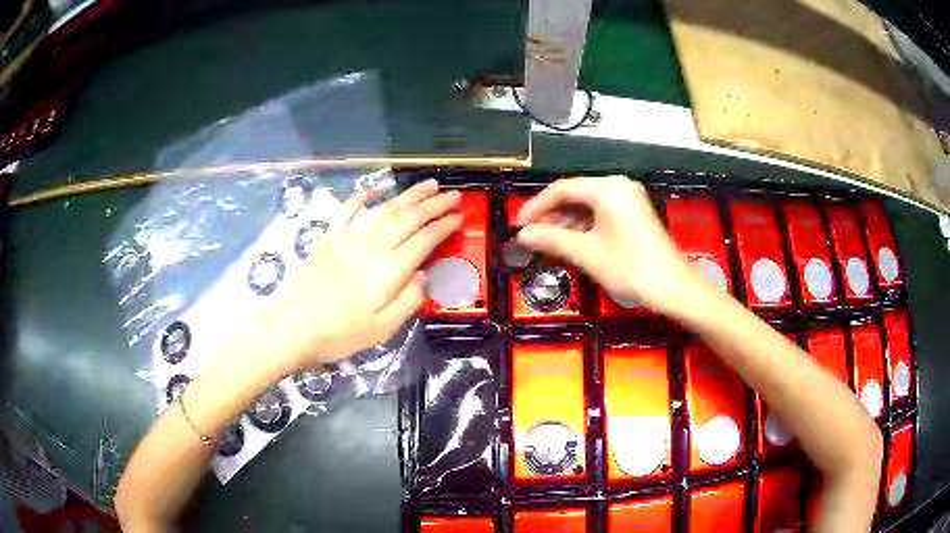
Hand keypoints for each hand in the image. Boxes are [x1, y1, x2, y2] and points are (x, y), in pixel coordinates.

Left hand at [263, 179, 461, 369]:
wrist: (292, 326)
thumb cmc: (339, 334)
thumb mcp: (382, 329)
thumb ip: (408, 301)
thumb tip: (426, 275)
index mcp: (389, 269)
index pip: (424, 239)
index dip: (444, 226)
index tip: (460, 216)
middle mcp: (372, 246)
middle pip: (409, 218)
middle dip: (434, 204)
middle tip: (453, 194)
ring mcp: (348, 238)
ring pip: (385, 209)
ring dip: (408, 195)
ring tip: (427, 185)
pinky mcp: (328, 238)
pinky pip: (347, 212)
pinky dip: (360, 200)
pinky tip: (370, 192)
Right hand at [515, 176, 705, 317]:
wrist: (672, 288)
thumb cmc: (629, 268)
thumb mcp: (587, 253)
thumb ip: (552, 239)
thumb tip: (522, 235)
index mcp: (607, 189)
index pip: (562, 189)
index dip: (537, 206)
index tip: (518, 225)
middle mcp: (618, 186)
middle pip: (576, 194)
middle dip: (551, 214)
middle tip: (531, 235)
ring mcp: (629, 199)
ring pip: (588, 204)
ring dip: (566, 221)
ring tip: (546, 241)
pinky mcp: (634, 213)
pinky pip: (602, 212)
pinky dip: (584, 225)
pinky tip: (571, 241)